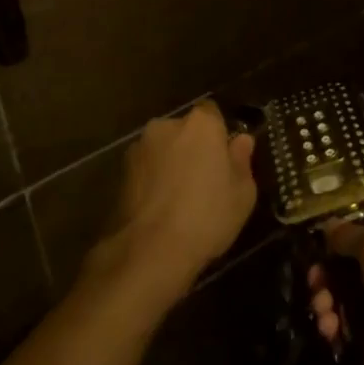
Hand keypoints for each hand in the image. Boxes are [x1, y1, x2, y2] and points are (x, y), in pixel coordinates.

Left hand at [87, 101, 256, 309]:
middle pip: (185, 130)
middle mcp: (167, 126)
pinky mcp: (120, 173)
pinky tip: (160, 208)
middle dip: (192, 147)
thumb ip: (242, 160)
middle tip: (203, 179)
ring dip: (170, 163)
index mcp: (201, 124)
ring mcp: (140, 148)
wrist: (149, 251)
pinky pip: (146, 169)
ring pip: (163, 149)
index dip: (218, 133)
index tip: (224, 157)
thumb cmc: (206, 217)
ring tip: (178, 198)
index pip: (212, 113)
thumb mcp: (242, 194)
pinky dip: (153, 180)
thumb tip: (241, 140)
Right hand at [308, 219, 363, 364]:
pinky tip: (334, 340)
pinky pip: (363, 332)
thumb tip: (328, 226)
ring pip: (355, 304)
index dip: (337, 246)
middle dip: (329, 284)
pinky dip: (345, 334)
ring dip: (332, 311)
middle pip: (355, 270)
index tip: (315, 263)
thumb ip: (349, 235)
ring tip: (325, 325)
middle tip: (316, 298)